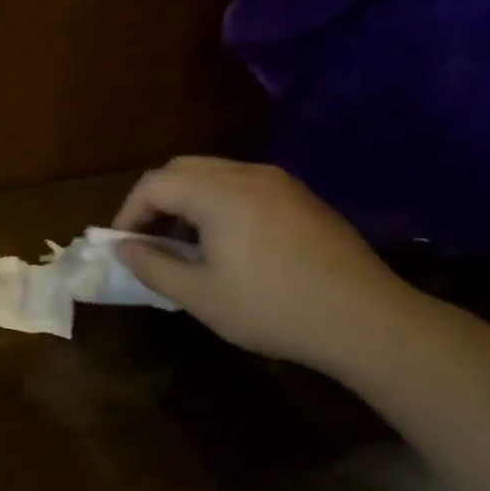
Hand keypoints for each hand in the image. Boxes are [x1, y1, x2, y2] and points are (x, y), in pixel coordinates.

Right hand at [113, 157, 419, 374]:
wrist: (367, 321)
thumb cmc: (273, 309)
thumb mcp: (201, 296)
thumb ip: (153, 266)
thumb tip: (123, 248)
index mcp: (219, 193)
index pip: (155, 184)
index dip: (129, 212)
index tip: (122, 246)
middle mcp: (249, 174)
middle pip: (183, 169)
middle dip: (156, 201)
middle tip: (148, 240)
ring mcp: (281, 183)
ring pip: (215, 174)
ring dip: (188, 201)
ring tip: (185, 245)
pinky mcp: (303, 199)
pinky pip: (245, 186)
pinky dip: (219, 204)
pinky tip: (227, 244)